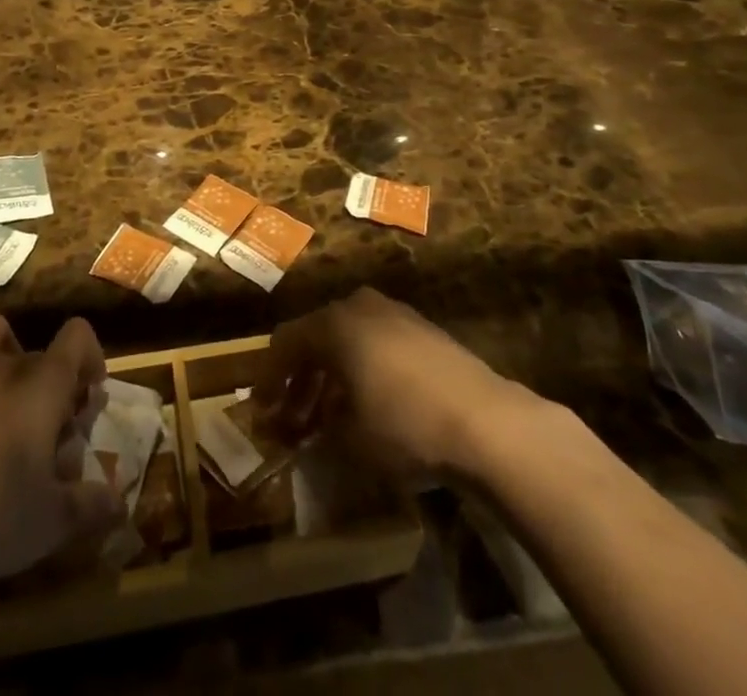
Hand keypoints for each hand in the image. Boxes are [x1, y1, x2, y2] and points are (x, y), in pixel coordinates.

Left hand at [0, 315, 120, 602]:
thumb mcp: (55, 520)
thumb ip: (92, 503)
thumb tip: (118, 502)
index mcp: (44, 385)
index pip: (77, 336)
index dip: (89, 356)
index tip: (86, 394)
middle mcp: (5, 365)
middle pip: (37, 349)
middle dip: (48, 377)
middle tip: (45, 423)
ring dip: (2, 353)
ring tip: (0, 395)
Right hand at [256, 288, 524, 477]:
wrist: (485, 421)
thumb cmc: (405, 426)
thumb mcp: (350, 440)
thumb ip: (318, 430)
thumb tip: (305, 433)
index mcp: (334, 324)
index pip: (285, 343)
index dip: (268, 379)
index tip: (261, 412)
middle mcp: (360, 306)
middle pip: (316, 338)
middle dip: (300, 380)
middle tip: (292, 421)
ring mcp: (395, 313)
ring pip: (348, 340)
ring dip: (331, 377)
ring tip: (326, 419)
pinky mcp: (423, 329)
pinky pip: (376, 343)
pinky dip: (361, 370)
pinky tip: (366, 404)